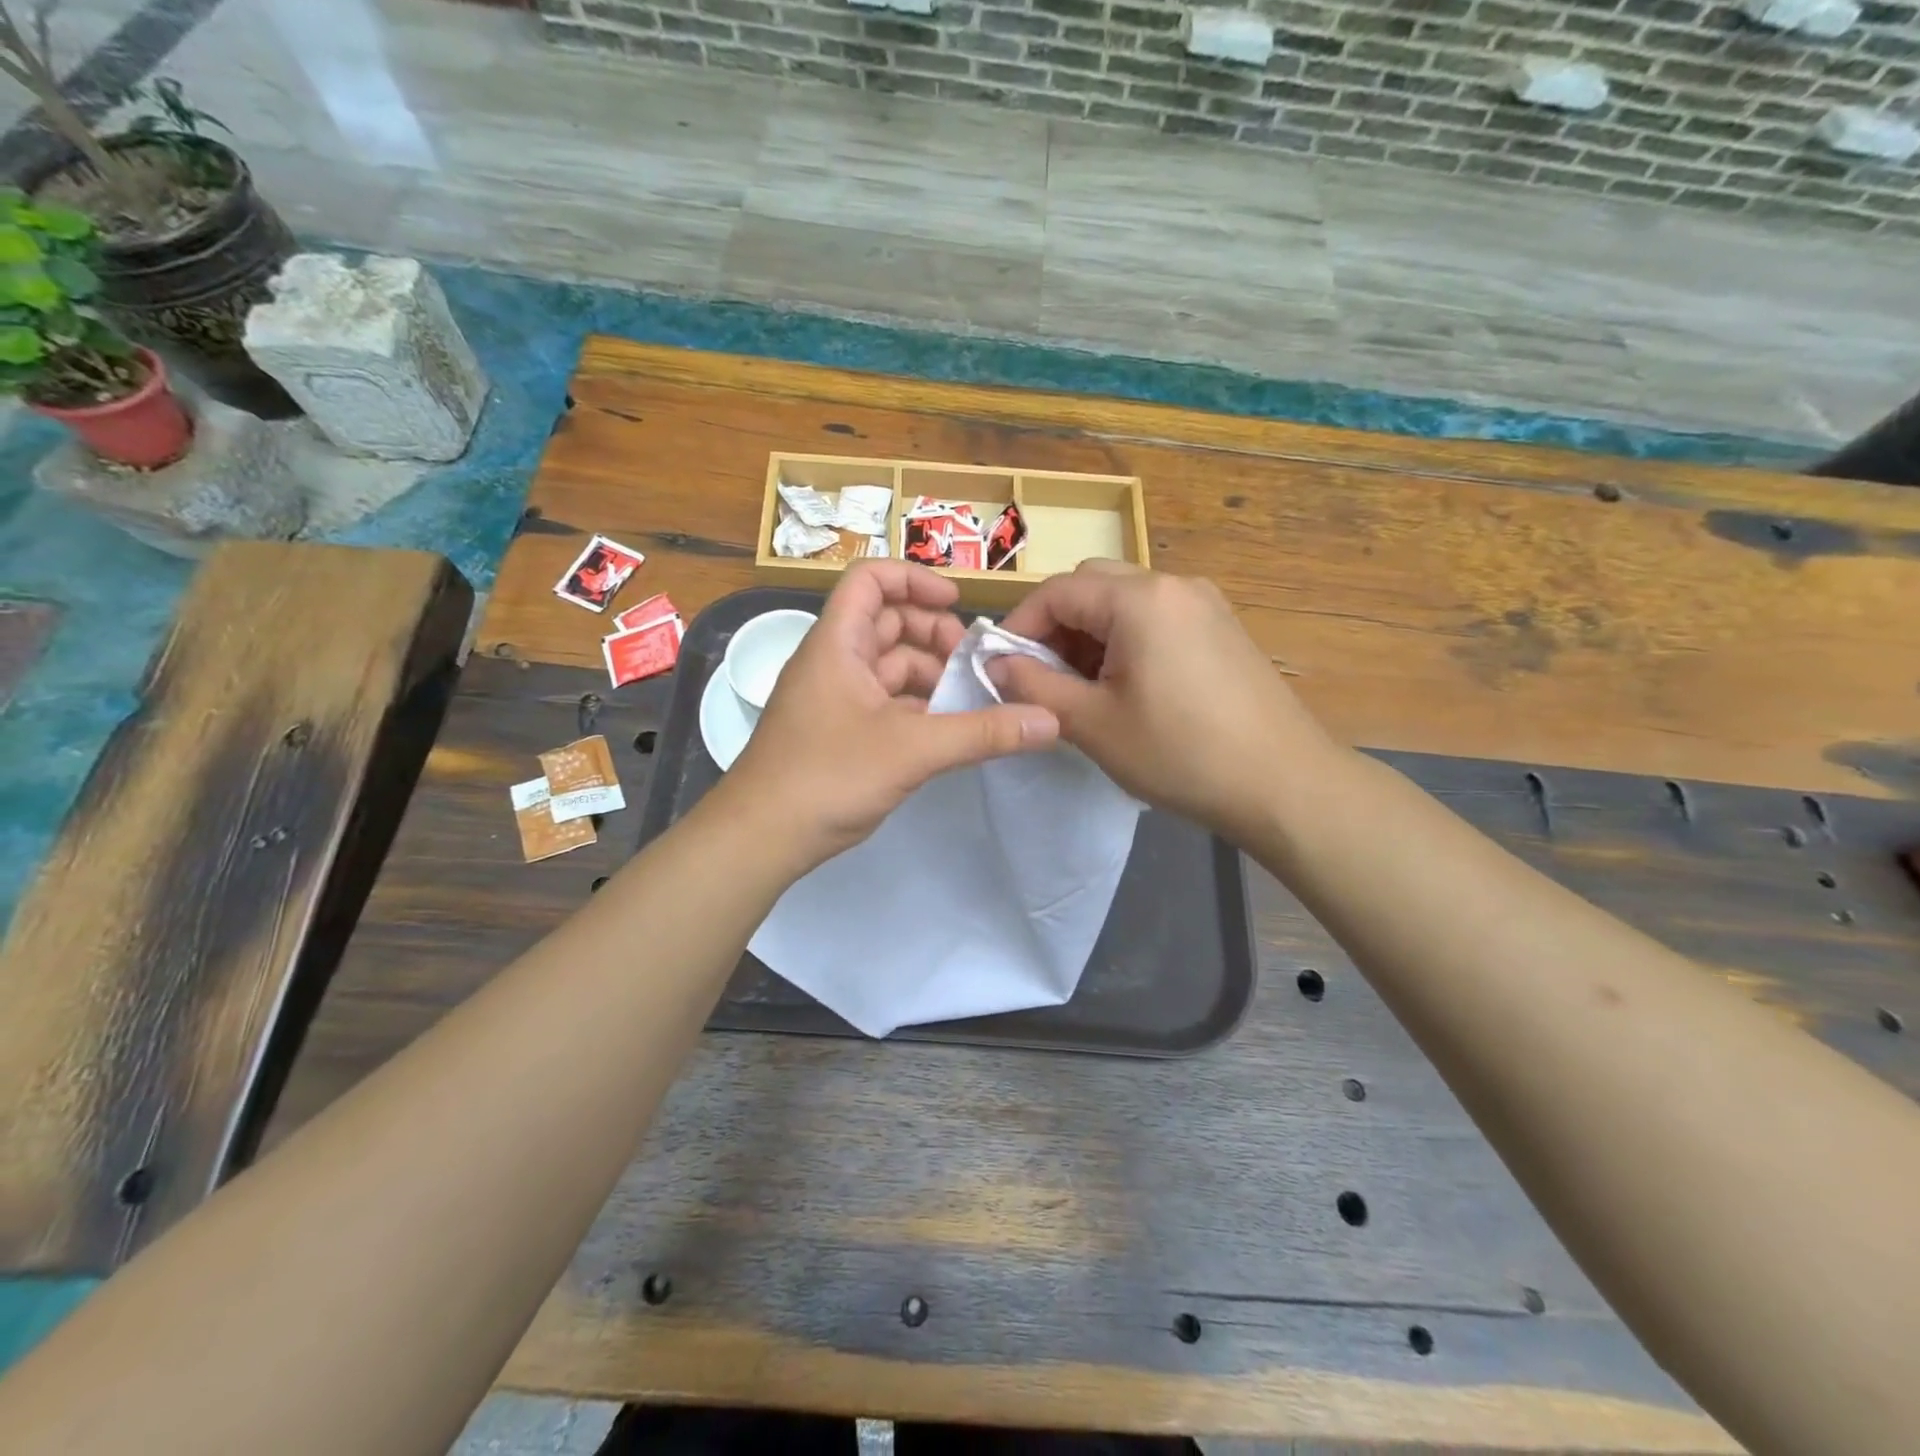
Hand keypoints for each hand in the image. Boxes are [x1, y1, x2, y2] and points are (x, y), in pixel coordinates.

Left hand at [719, 560, 1058, 869]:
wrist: (760, 838)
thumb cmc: (827, 777)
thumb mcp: (912, 750)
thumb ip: (982, 733)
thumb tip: (1050, 720)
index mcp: (837, 643)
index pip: (871, 579)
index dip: (915, 580)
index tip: (958, 606)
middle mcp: (833, 662)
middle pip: (886, 622)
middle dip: (933, 635)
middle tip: (974, 663)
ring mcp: (834, 699)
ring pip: (888, 667)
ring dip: (929, 675)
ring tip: (970, 700)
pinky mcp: (838, 733)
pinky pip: (884, 703)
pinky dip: (916, 708)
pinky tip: (946, 732)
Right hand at [990, 560, 1341, 840]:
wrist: (1284, 784)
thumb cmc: (1180, 753)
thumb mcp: (1093, 724)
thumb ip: (1033, 686)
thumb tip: (994, 663)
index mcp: (1139, 599)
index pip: (1057, 590)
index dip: (1019, 626)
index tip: (1002, 668)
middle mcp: (1174, 585)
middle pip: (1092, 585)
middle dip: (1056, 627)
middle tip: (1043, 678)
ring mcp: (1205, 604)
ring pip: (1124, 601)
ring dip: (1090, 635)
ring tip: (1083, 689)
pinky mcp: (1222, 628)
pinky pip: (1157, 618)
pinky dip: (1126, 640)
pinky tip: (1127, 688)